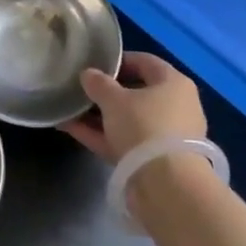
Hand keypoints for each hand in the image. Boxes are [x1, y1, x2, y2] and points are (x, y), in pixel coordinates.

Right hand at [63, 51, 206, 163]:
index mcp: (174, 83)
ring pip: (128, 120)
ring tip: (69, 110)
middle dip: (106, 92)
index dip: (118, 61)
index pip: (145, 62)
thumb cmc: (144, 126)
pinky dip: (101, 135)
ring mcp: (166, 136)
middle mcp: (175, 106)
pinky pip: (124, 141)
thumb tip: (88, 74)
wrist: (166, 185)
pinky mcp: (154, 161)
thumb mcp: (115, 100)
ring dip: (99, 116)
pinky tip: (71, 129)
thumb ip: (98, 84)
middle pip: (137, 93)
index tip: (94, 64)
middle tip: (81, 89)